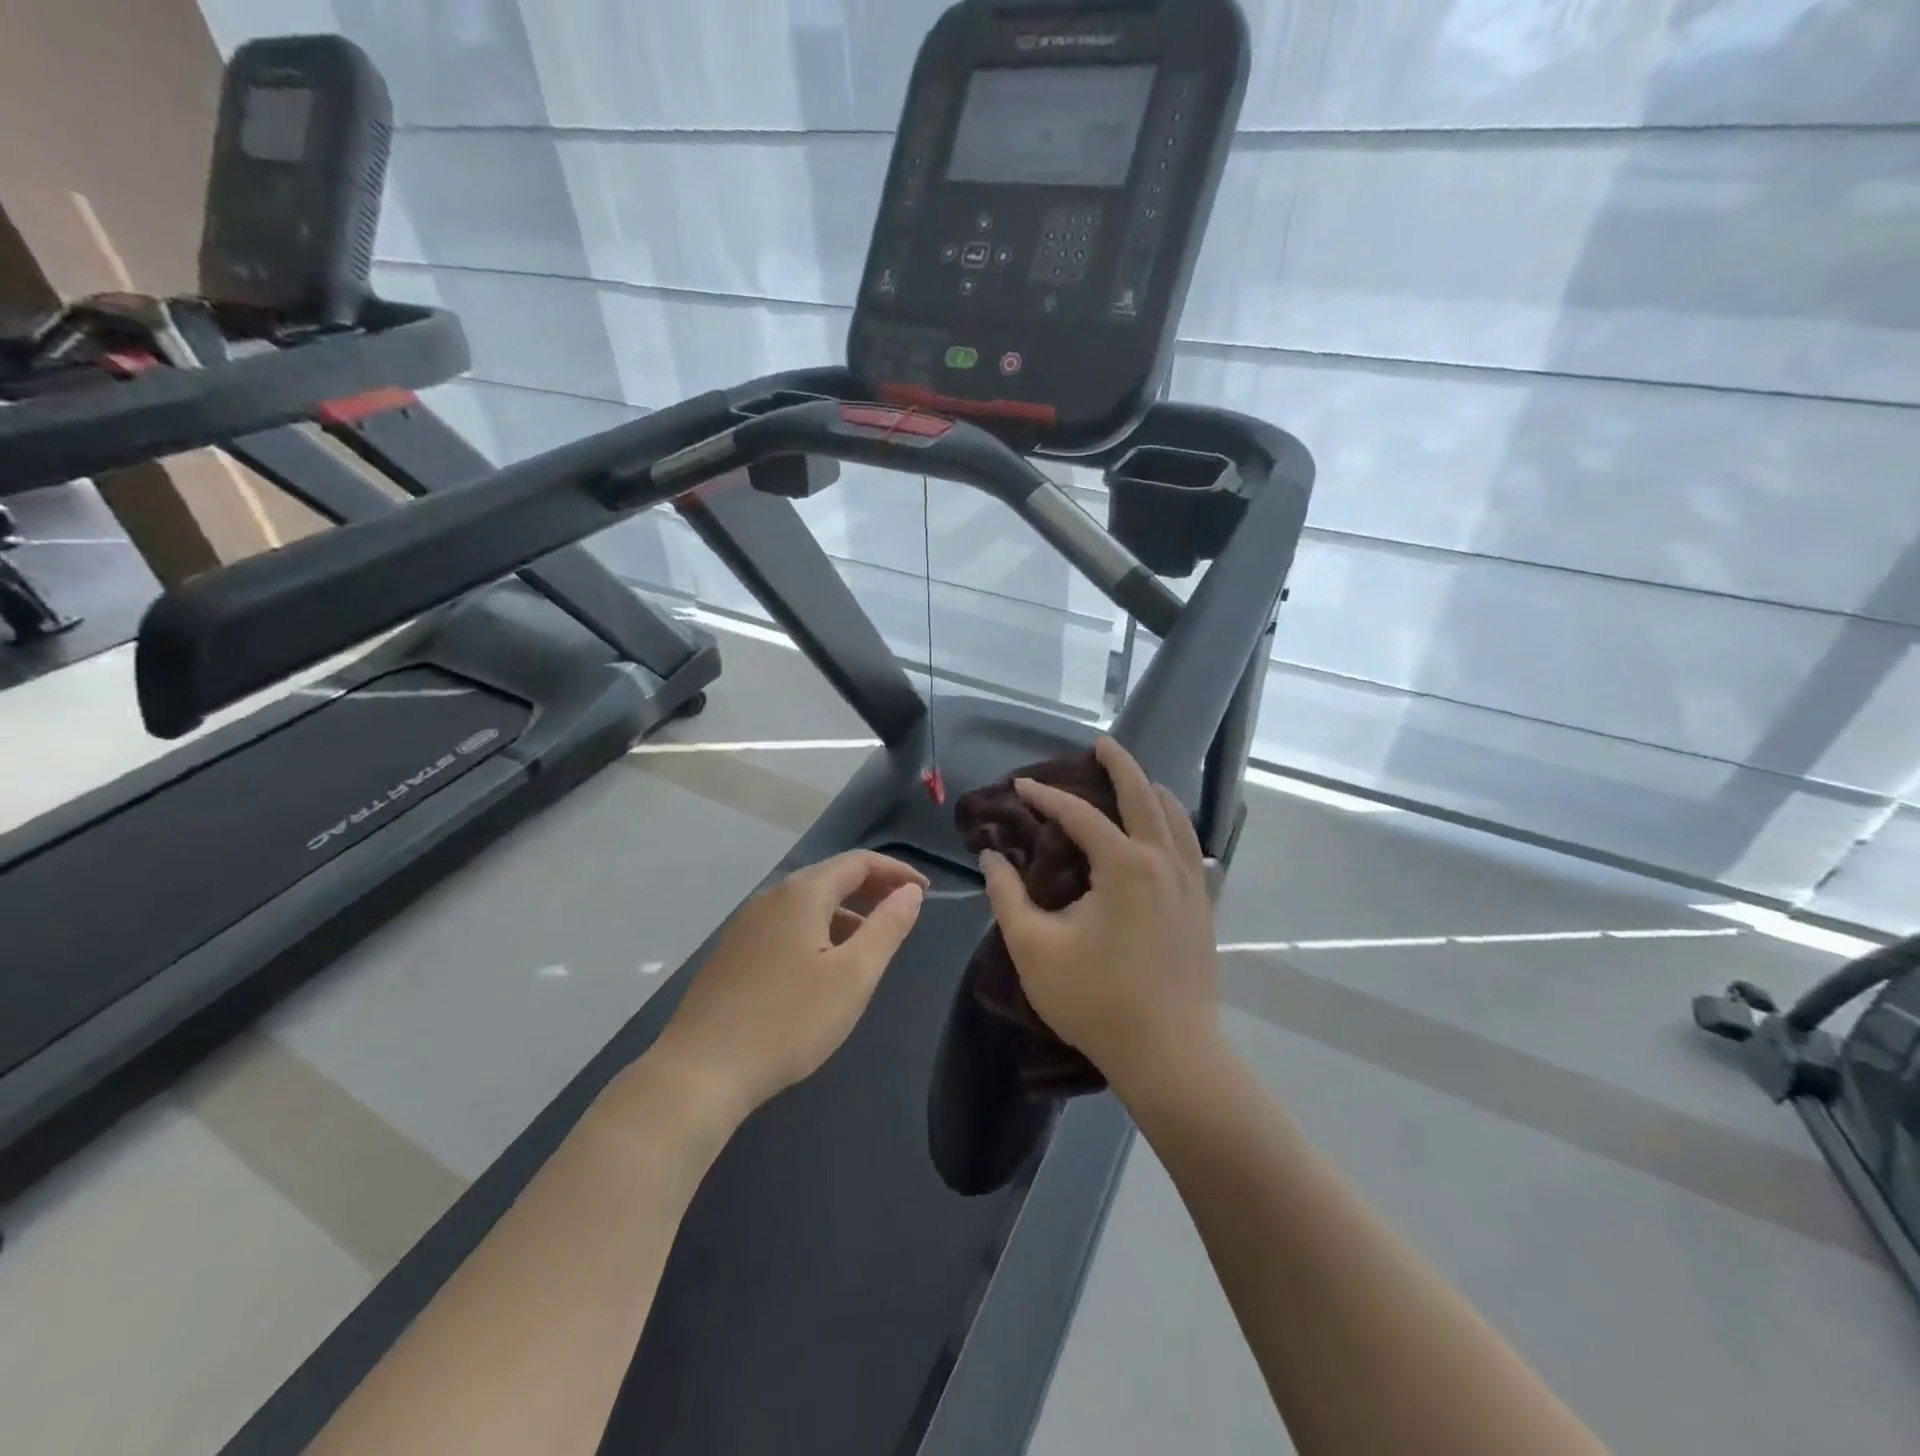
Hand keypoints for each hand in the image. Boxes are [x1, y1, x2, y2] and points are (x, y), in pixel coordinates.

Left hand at [653, 851, 927, 1115]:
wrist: (701, 1071)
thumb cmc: (789, 1020)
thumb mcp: (853, 976)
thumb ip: (887, 927)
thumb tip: (910, 892)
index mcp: (802, 893)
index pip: (859, 862)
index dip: (896, 871)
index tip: (924, 892)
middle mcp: (771, 897)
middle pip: (831, 877)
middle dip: (872, 888)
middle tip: (903, 911)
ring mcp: (746, 924)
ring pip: (807, 903)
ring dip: (845, 912)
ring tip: (870, 943)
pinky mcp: (733, 952)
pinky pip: (787, 924)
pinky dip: (818, 929)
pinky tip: (824, 965)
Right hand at [979, 736, 1219, 1095]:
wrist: (1170, 1054)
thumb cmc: (1097, 1000)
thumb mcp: (1035, 948)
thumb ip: (1008, 896)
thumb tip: (992, 858)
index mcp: (1124, 864)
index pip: (1080, 814)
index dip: (1047, 796)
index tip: (1020, 786)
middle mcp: (1163, 861)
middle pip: (1144, 796)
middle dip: (1120, 765)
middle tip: (1101, 744)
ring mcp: (1191, 883)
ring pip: (1177, 819)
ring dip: (1153, 792)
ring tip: (1136, 780)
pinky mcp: (1203, 907)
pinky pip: (1192, 848)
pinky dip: (1176, 826)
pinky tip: (1167, 835)